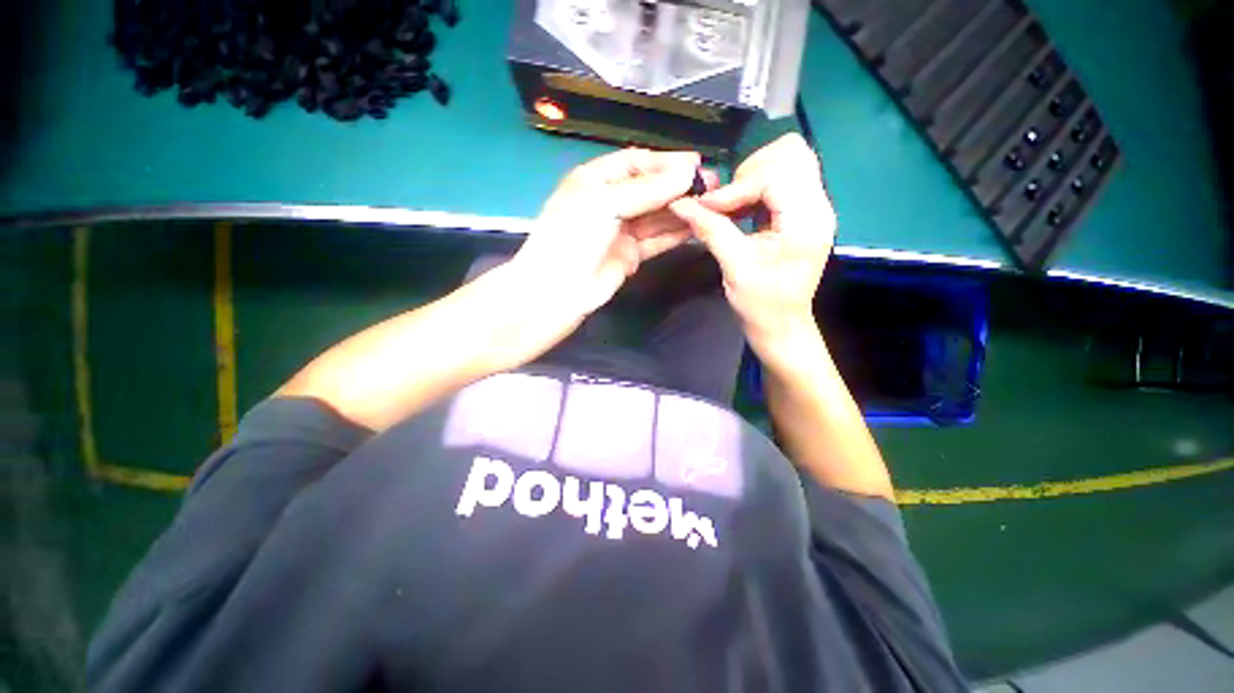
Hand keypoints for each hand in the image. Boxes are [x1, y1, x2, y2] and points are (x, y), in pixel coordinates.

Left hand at [509, 147, 710, 325]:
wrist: (558, 290)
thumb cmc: (572, 237)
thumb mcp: (604, 203)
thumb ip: (646, 189)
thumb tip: (687, 171)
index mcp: (596, 181)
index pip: (636, 163)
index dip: (665, 162)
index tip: (696, 163)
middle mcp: (610, 203)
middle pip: (650, 189)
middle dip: (678, 186)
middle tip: (713, 186)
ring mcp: (621, 231)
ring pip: (656, 216)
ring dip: (681, 210)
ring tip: (712, 204)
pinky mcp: (630, 256)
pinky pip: (656, 240)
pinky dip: (675, 234)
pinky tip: (696, 227)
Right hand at [668, 134, 833, 348]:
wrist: (781, 325)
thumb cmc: (761, 304)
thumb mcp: (734, 267)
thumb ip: (710, 229)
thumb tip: (680, 203)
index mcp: (807, 220)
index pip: (776, 173)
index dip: (737, 186)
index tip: (707, 207)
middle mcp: (818, 205)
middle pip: (791, 153)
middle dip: (750, 172)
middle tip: (727, 202)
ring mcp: (813, 207)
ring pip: (789, 160)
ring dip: (753, 176)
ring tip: (732, 205)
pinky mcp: (802, 212)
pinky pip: (783, 179)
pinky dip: (757, 186)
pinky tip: (740, 209)